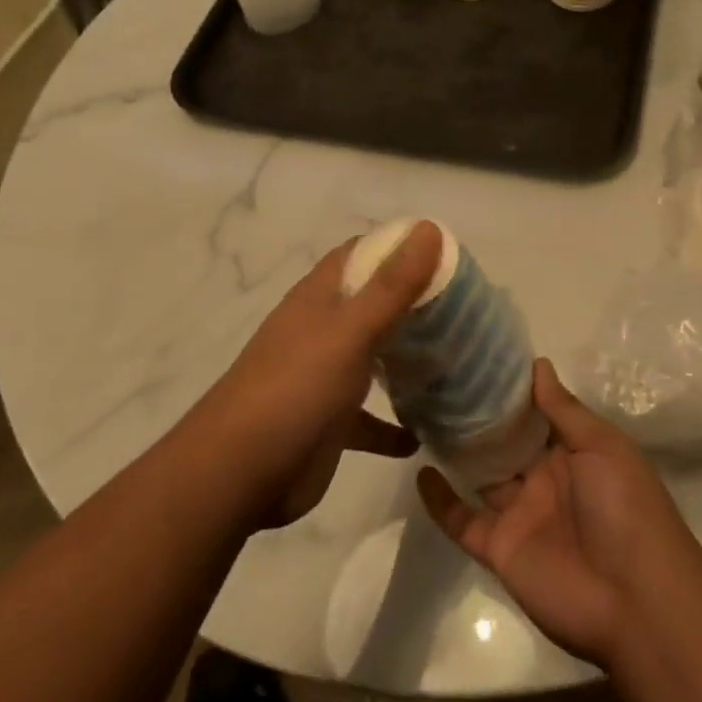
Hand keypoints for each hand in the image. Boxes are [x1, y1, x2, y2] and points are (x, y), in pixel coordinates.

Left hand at [192, 222, 442, 528]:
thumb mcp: (350, 330)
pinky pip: (368, 419)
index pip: (361, 253)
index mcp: (320, 296)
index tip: (447, 254)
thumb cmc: (296, 388)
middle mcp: (321, 329)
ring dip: (406, 358)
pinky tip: (422, 436)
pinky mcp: (328, 423)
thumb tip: (429, 227)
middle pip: (371, 303)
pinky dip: (392, 425)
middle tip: (465, 307)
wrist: (237, 474)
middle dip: (412, 302)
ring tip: (454, 360)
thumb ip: (392, 284)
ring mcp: (323, 376)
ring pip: (372, 357)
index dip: (399, 246)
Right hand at [417, 358, 701, 666]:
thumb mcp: (603, 447)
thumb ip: (565, 409)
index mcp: (572, 452)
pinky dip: (441, 502)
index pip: (536, 413)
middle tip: (440, 377)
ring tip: (423, 414)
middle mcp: (544, 478)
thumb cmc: (626, 508)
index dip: (511, 389)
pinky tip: (421, 472)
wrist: (635, 601)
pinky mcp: (500, 549)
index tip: (478, 356)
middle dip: (479, 415)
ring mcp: (521, 514)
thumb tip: (537, 365)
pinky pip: (464, 521)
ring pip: (481, 475)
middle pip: (505, 441)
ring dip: (458, 450)